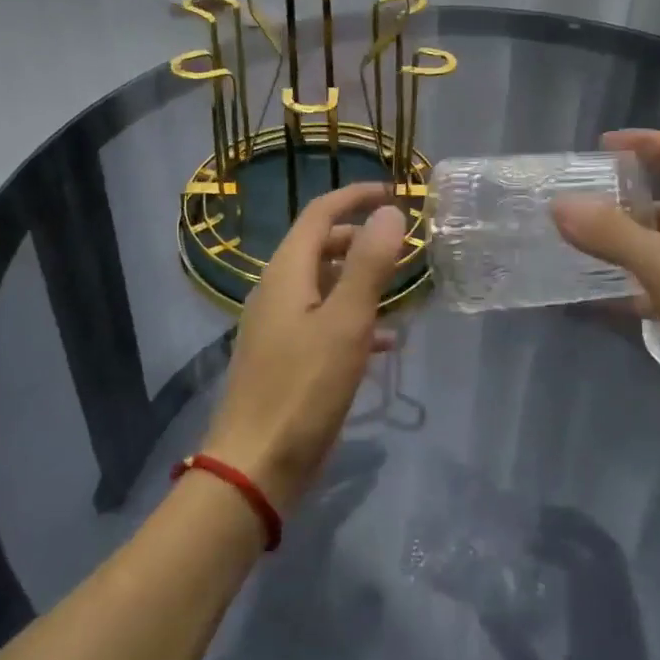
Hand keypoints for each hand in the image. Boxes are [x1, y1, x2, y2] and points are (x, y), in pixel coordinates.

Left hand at [200, 183, 407, 512]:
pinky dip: (352, 317)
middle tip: (404, 247)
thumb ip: (368, 264)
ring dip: (360, 279)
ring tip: (401, 291)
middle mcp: (277, 290)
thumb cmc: (303, 389)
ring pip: (324, 284)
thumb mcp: (346, 322)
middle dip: (361, 238)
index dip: (355, 196)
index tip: (394, 193)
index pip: (320, 213)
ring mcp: (277, 325)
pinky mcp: (284, 357)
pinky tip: (384, 341)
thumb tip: (389, 211)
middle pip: (321, 246)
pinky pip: (322, 320)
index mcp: (287, 272)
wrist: (255, 467)